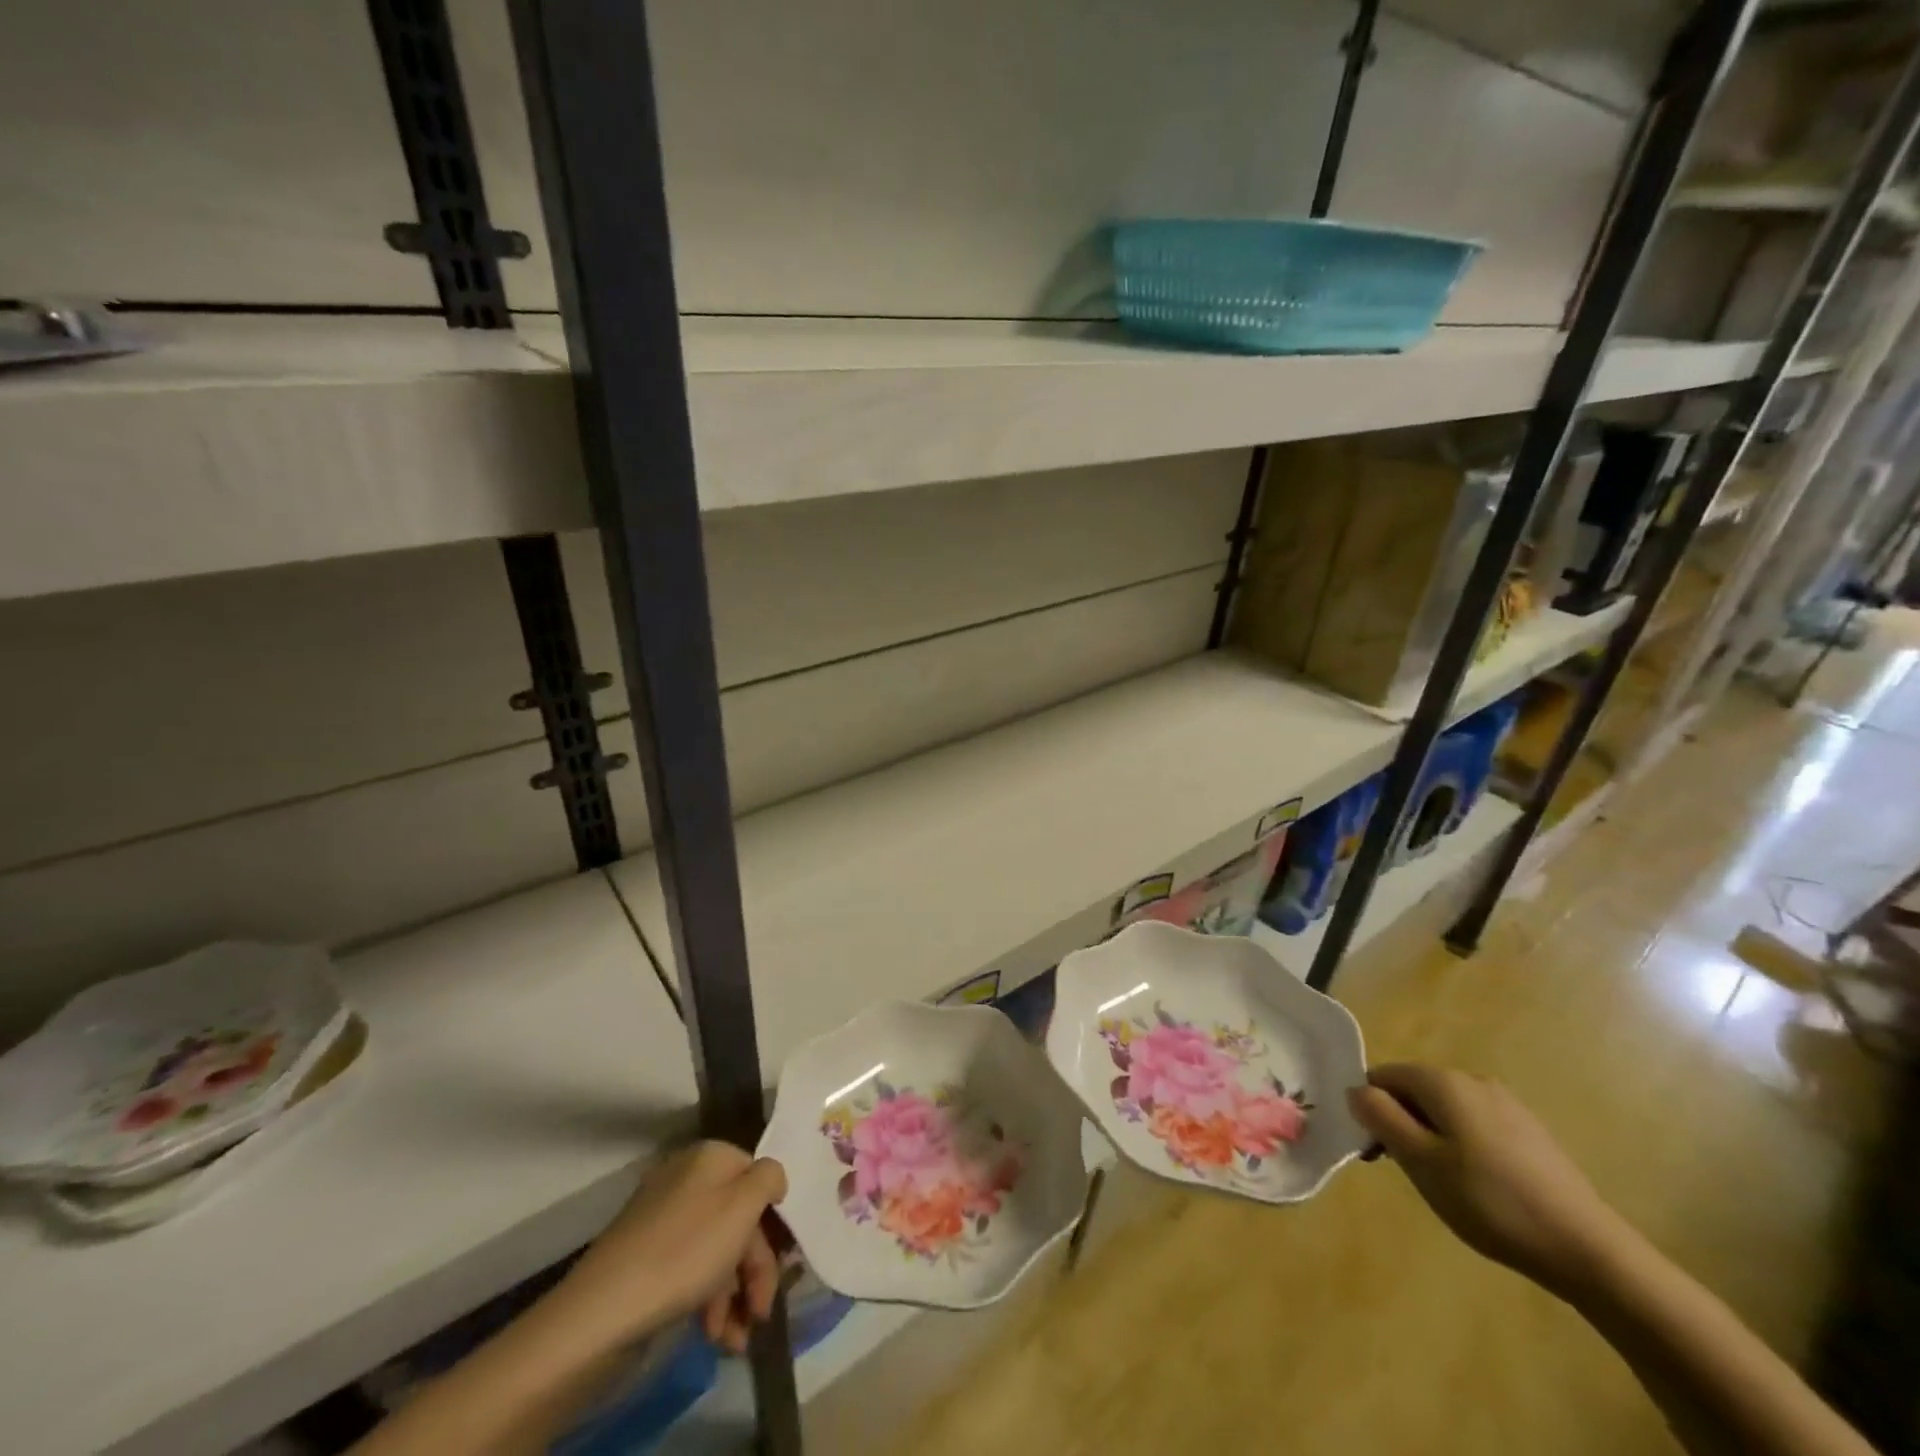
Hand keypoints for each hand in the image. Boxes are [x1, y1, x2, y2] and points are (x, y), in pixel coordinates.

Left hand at [557, 1142, 787, 1353]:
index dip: (773, 1219)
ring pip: (716, 1249)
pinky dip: (706, 1299)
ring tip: (735, 1339)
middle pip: (738, 1218)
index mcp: (710, 1157)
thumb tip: (772, 1177)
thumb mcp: (743, 1206)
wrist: (604, 1310)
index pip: (757, 1176)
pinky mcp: (645, 1256)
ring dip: (733, 1294)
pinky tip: (713, 1334)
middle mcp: (687, 1178)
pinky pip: (689, 1268)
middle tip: (761, 1312)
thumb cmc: (686, 1250)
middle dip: (754, 1269)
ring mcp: (662, 1217)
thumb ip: (769, 1178)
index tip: (784, 1261)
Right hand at [1349, 1063, 1635, 1300]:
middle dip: (1401, 1122)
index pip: (1383, 1076)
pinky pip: (1476, 1125)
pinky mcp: (1530, 1132)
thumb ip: (1380, 1117)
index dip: (1371, 1109)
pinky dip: (1463, 1146)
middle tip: (1407, 1171)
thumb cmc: (1490, 1201)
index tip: (1376, 1151)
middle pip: (1415, 1090)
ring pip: (1446, 1109)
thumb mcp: (1420, 1161)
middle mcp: (1473, 1080)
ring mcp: (1507, 1104)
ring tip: (1444, 1184)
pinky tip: (1480, 1186)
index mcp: (1443, 1081)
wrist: (1588, 1249)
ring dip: (1431, 1136)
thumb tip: (1356, 1090)